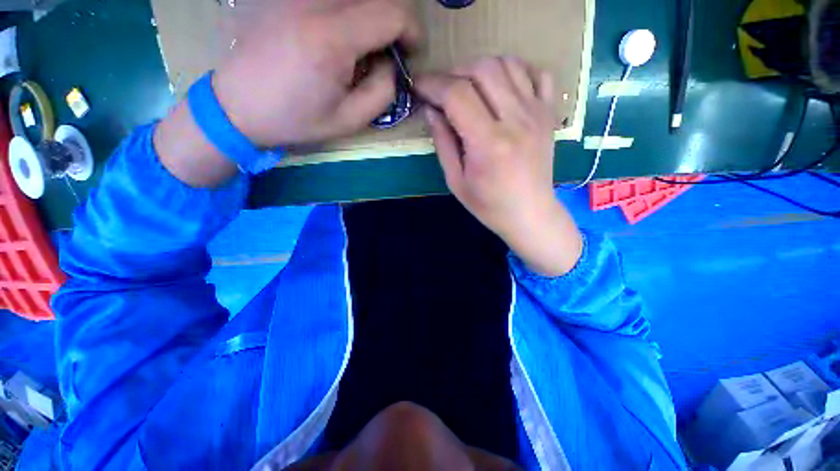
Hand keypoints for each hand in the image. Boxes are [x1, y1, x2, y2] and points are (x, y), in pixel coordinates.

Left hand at [212, 0, 421, 147]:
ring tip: (363, 51)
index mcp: (332, 38)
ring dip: (372, 18)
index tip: (411, 55)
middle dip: (395, 24)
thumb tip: (393, 64)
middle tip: (389, 55)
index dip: (413, 31)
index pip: (393, 12)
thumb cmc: (296, 119)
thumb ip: (383, 92)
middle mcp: (315, 3)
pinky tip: (340, 39)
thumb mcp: (350, 120)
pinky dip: (350, 13)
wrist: (238, 106)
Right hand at [415, 57, 582, 275]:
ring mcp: (537, 113)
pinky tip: (501, 87)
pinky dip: (515, 70)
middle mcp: (515, 121)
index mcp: (488, 143)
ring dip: (481, 69)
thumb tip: (431, 110)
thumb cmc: (489, 205)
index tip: (418, 86)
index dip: (432, 84)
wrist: (530, 213)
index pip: (457, 95)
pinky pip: (537, 73)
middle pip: (482, 69)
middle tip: (442, 91)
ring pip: (508, 64)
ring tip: (468, 88)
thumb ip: (442, 143)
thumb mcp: (456, 181)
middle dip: (454, 73)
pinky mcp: (549, 113)